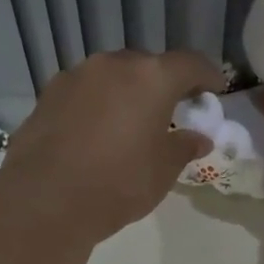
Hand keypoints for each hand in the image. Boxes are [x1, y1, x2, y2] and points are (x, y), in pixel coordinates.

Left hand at [0, 50, 216, 243]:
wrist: (47, 198)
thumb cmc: (120, 182)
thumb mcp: (163, 170)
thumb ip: (184, 147)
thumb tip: (198, 138)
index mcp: (151, 78)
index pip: (189, 64)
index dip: (207, 75)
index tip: (216, 90)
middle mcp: (113, 65)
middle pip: (148, 66)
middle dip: (163, 84)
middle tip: (173, 110)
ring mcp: (76, 76)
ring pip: (113, 77)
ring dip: (127, 94)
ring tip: (132, 123)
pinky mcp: (49, 94)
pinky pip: (85, 93)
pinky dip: (99, 105)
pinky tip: (98, 133)